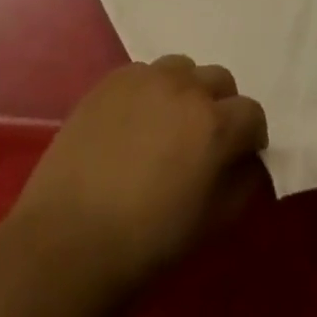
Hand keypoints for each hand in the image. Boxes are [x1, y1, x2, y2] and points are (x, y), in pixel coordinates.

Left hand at [6, 57, 268, 302]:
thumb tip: (249, 162)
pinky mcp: (110, 81)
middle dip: (219, 107)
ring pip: (181, 70)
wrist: (64, 244)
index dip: (249, 138)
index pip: (252, 113)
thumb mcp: (211, 228)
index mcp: (216, 125)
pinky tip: (130, 127)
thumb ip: (242, 186)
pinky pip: (143, 74)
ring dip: (184, 93)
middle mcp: (186, 88)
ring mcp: (145, 78)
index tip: (238, 160)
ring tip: (164, 129)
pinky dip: (148, 93)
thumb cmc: (145, 246)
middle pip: (219, 80)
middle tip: (200, 143)